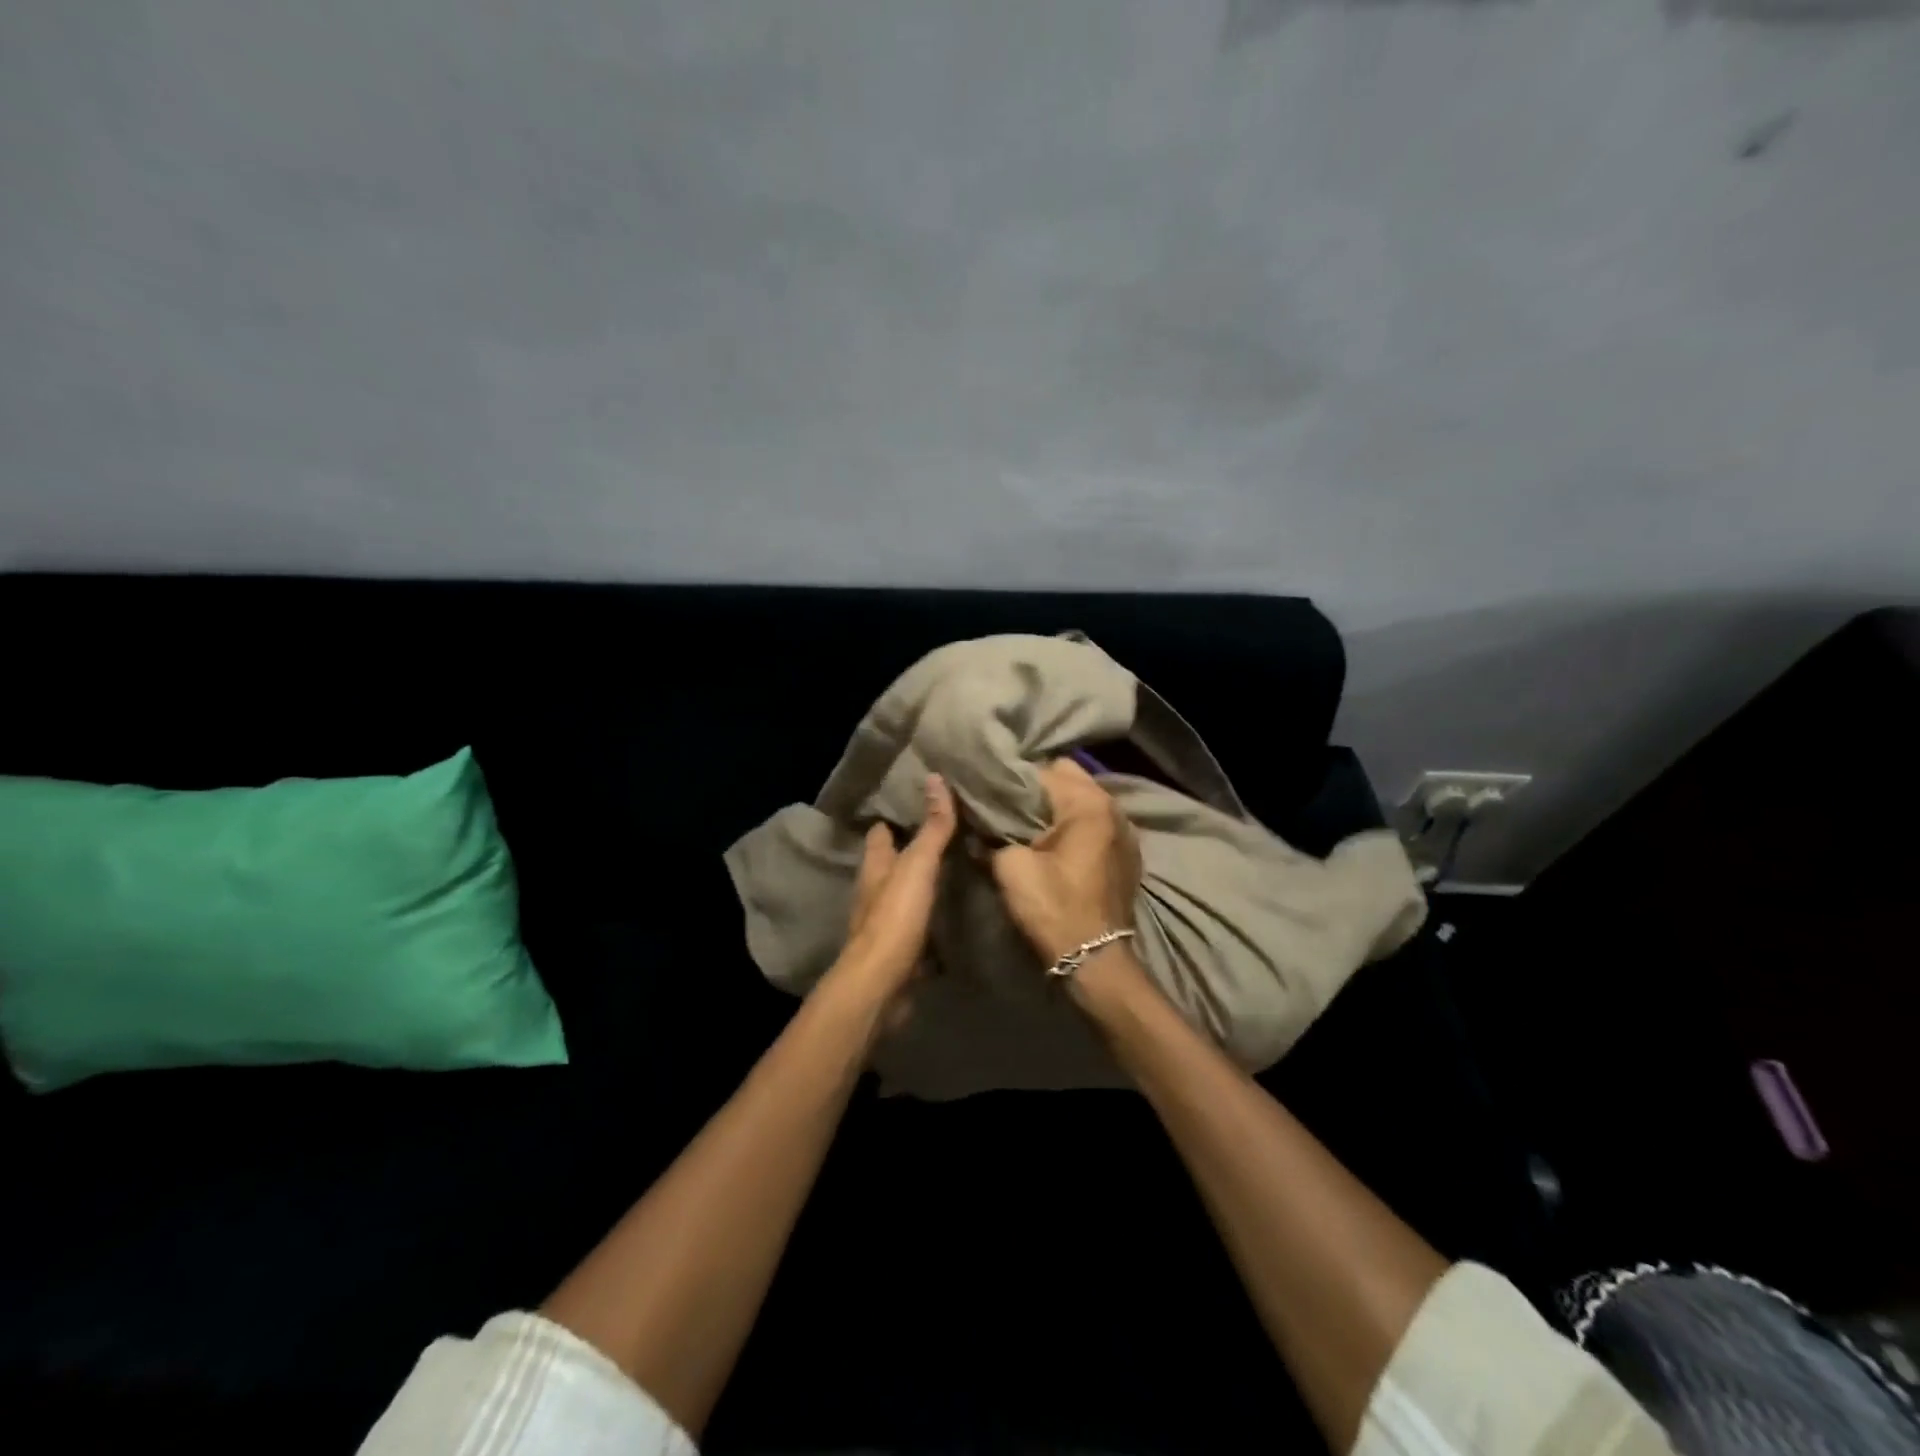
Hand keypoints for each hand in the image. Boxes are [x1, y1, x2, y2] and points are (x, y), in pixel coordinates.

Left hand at [831, 774, 957, 1006]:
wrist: (882, 985)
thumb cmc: (895, 917)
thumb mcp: (917, 865)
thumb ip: (931, 827)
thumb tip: (934, 777)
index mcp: (875, 867)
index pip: (880, 832)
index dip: (893, 817)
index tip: (917, 802)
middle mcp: (875, 892)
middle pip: (891, 864)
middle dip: (911, 850)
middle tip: (945, 833)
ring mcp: (886, 923)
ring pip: (904, 895)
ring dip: (922, 885)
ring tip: (955, 870)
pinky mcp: (900, 951)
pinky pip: (918, 928)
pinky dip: (931, 921)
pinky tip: (952, 918)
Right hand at [990, 758, 1141, 970]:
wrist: (1094, 960)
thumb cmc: (1054, 908)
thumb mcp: (1011, 868)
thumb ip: (994, 835)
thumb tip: (979, 824)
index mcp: (1088, 804)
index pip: (1043, 771)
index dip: (1013, 780)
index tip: (990, 790)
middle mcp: (1113, 808)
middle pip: (1068, 777)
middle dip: (1037, 787)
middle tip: (1007, 804)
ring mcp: (1124, 830)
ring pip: (1082, 799)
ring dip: (1056, 805)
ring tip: (1026, 820)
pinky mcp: (1125, 852)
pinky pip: (1094, 822)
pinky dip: (1073, 824)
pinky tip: (1052, 840)